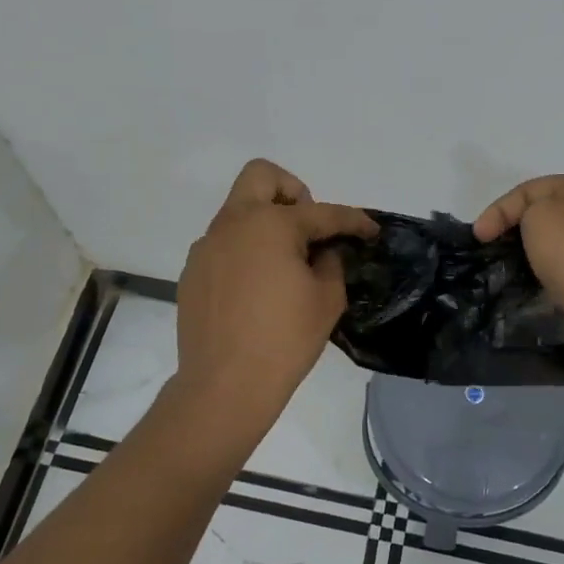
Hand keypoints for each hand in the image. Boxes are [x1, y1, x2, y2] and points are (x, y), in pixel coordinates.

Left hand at [169, 160, 376, 453]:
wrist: (223, 387)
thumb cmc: (284, 340)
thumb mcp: (327, 300)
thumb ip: (331, 262)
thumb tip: (324, 251)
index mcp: (271, 224)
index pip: (322, 212)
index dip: (353, 221)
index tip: (370, 230)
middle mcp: (234, 224)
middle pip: (262, 176)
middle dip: (292, 190)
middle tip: (307, 227)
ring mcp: (207, 246)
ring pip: (239, 211)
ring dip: (265, 223)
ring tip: (284, 265)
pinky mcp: (193, 272)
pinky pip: (224, 245)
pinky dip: (245, 252)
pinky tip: (256, 291)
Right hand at [473, 172, 563, 372]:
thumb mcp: (540, 217)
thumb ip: (527, 210)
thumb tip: (535, 229)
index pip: (531, 189)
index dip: (499, 209)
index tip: (478, 237)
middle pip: (546, 212)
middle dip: (516, 229)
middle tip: (490, 249)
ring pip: (558, 241)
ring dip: (533, 252)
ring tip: (509, 268)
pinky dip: (550, 271)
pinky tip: (537, 285)